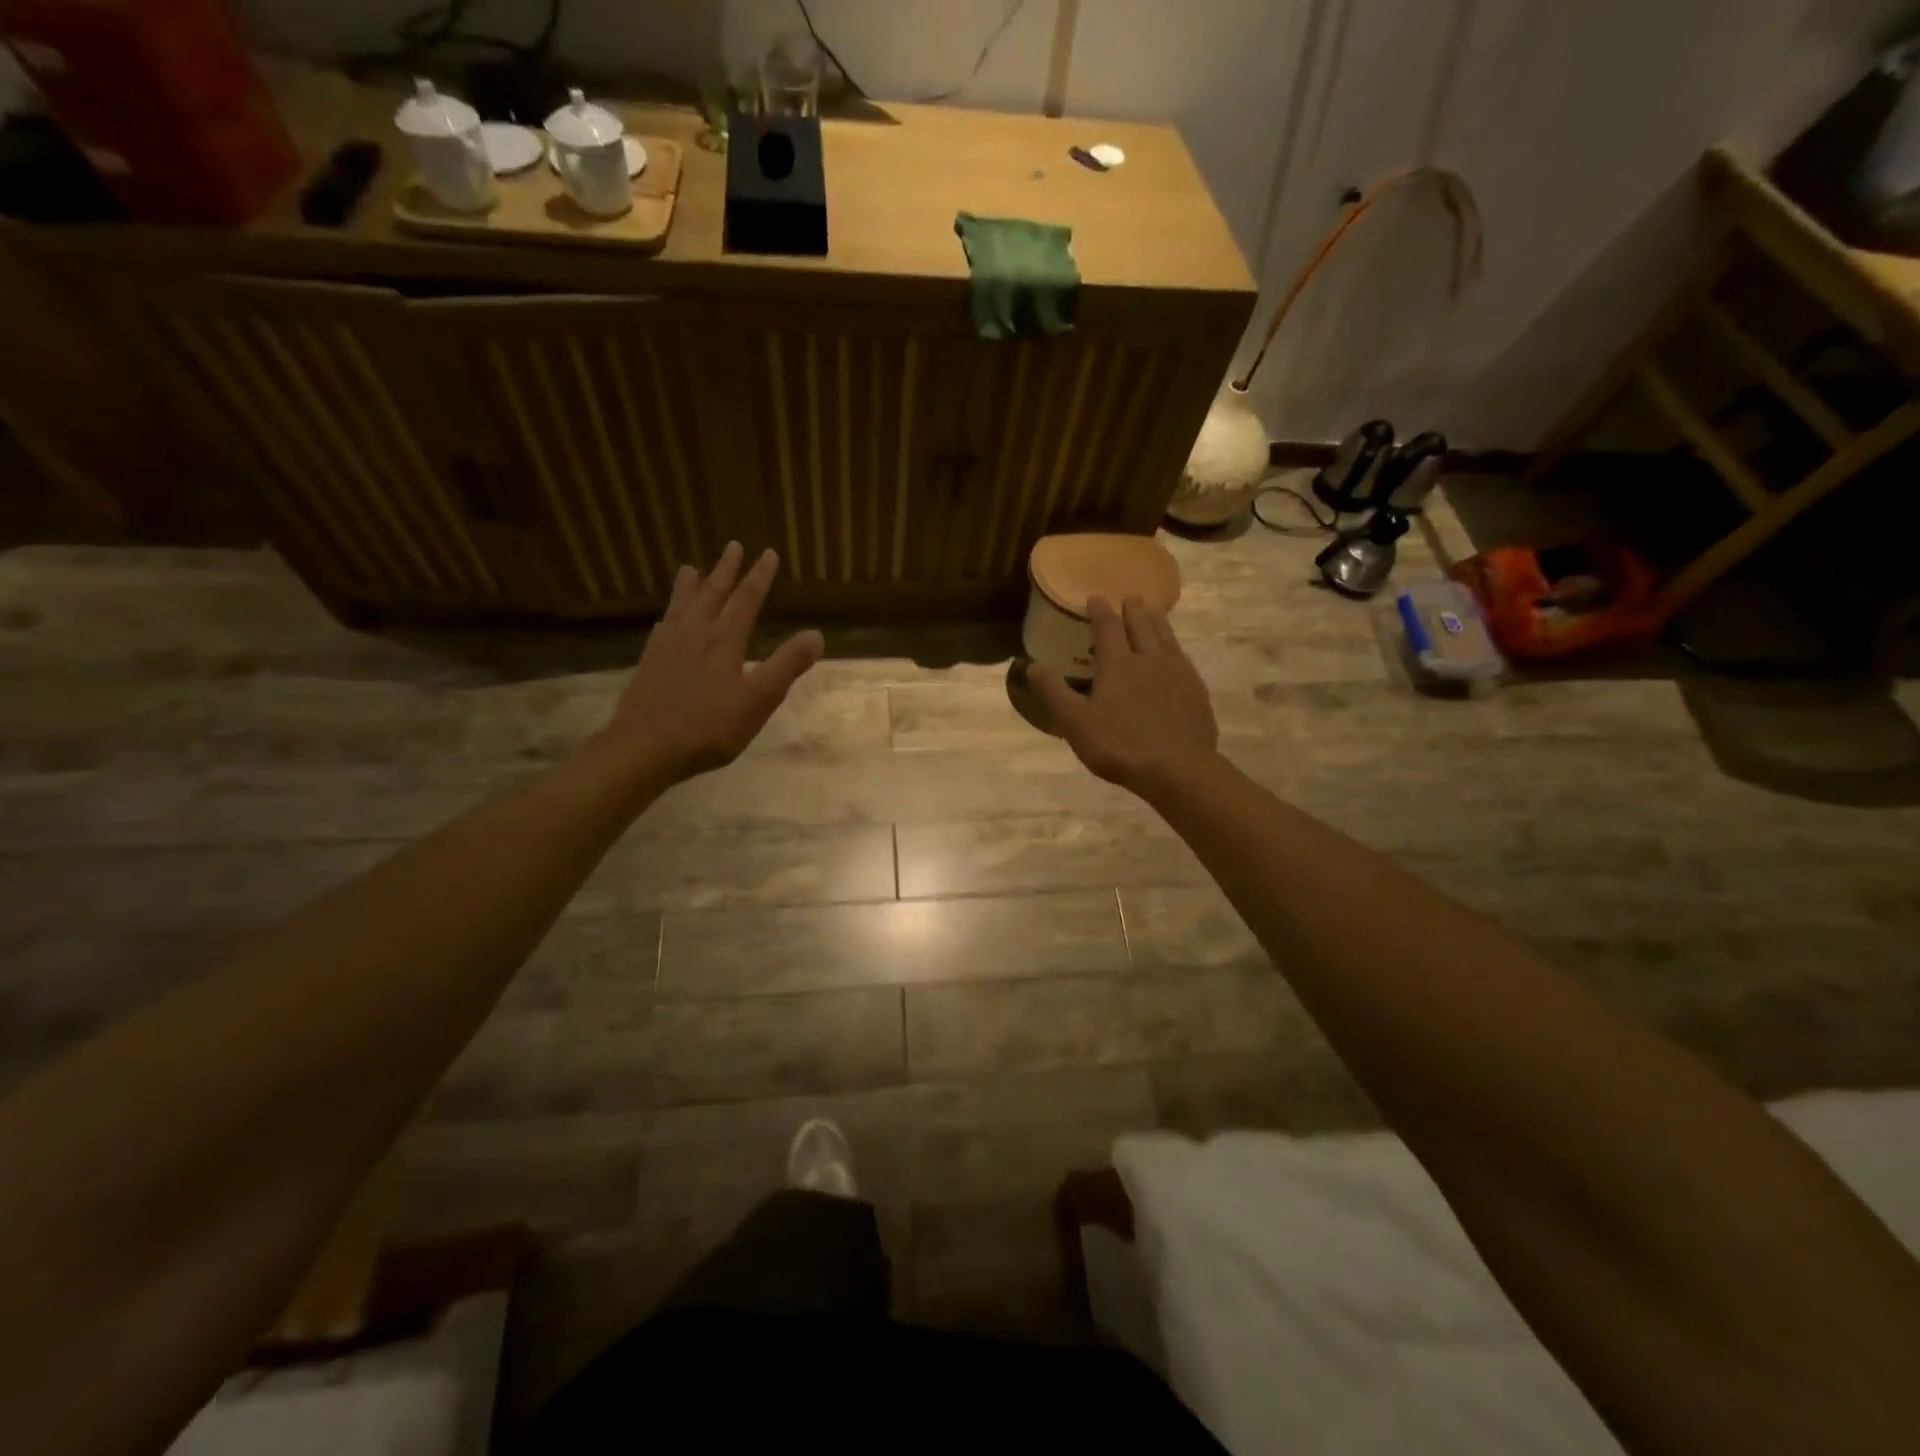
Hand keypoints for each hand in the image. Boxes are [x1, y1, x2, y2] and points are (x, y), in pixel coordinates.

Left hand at [600, 543, 823, 783]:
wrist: (644, 748)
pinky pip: (662, 627)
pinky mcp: (649, 663)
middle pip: (712, 593)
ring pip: (681, 606)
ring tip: (690, 568)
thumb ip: (786, 666)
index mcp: (724, 640)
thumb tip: (816, 634)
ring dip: (690, 585)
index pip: (746, 599)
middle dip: (726, 570)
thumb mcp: (758, 700)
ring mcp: (667, 646)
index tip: (768, 553)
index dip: (759, 576)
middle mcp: (694, 633)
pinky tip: (666, 619)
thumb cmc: (709, 727)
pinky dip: (668, 615)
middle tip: (733, 546)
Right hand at [1028, 595, 1219, 796]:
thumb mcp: (1075, 722)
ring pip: (1166, 638)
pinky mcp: (1195, 691)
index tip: (1096, 597)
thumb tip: (1032, 665)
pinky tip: (1176, 654)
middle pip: (1141, 625)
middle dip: (1133, 610)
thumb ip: (1053, 692)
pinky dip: (1175, 647)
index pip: (1108, 627)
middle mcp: (1149, 659)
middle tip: (1130, 598)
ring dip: (1157, 622)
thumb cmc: (1120, 745)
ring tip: (1154, 612)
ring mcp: (1177, 674)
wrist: (1177, 769)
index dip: (1100, 610)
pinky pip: (1183, 659)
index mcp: (1118, 664)